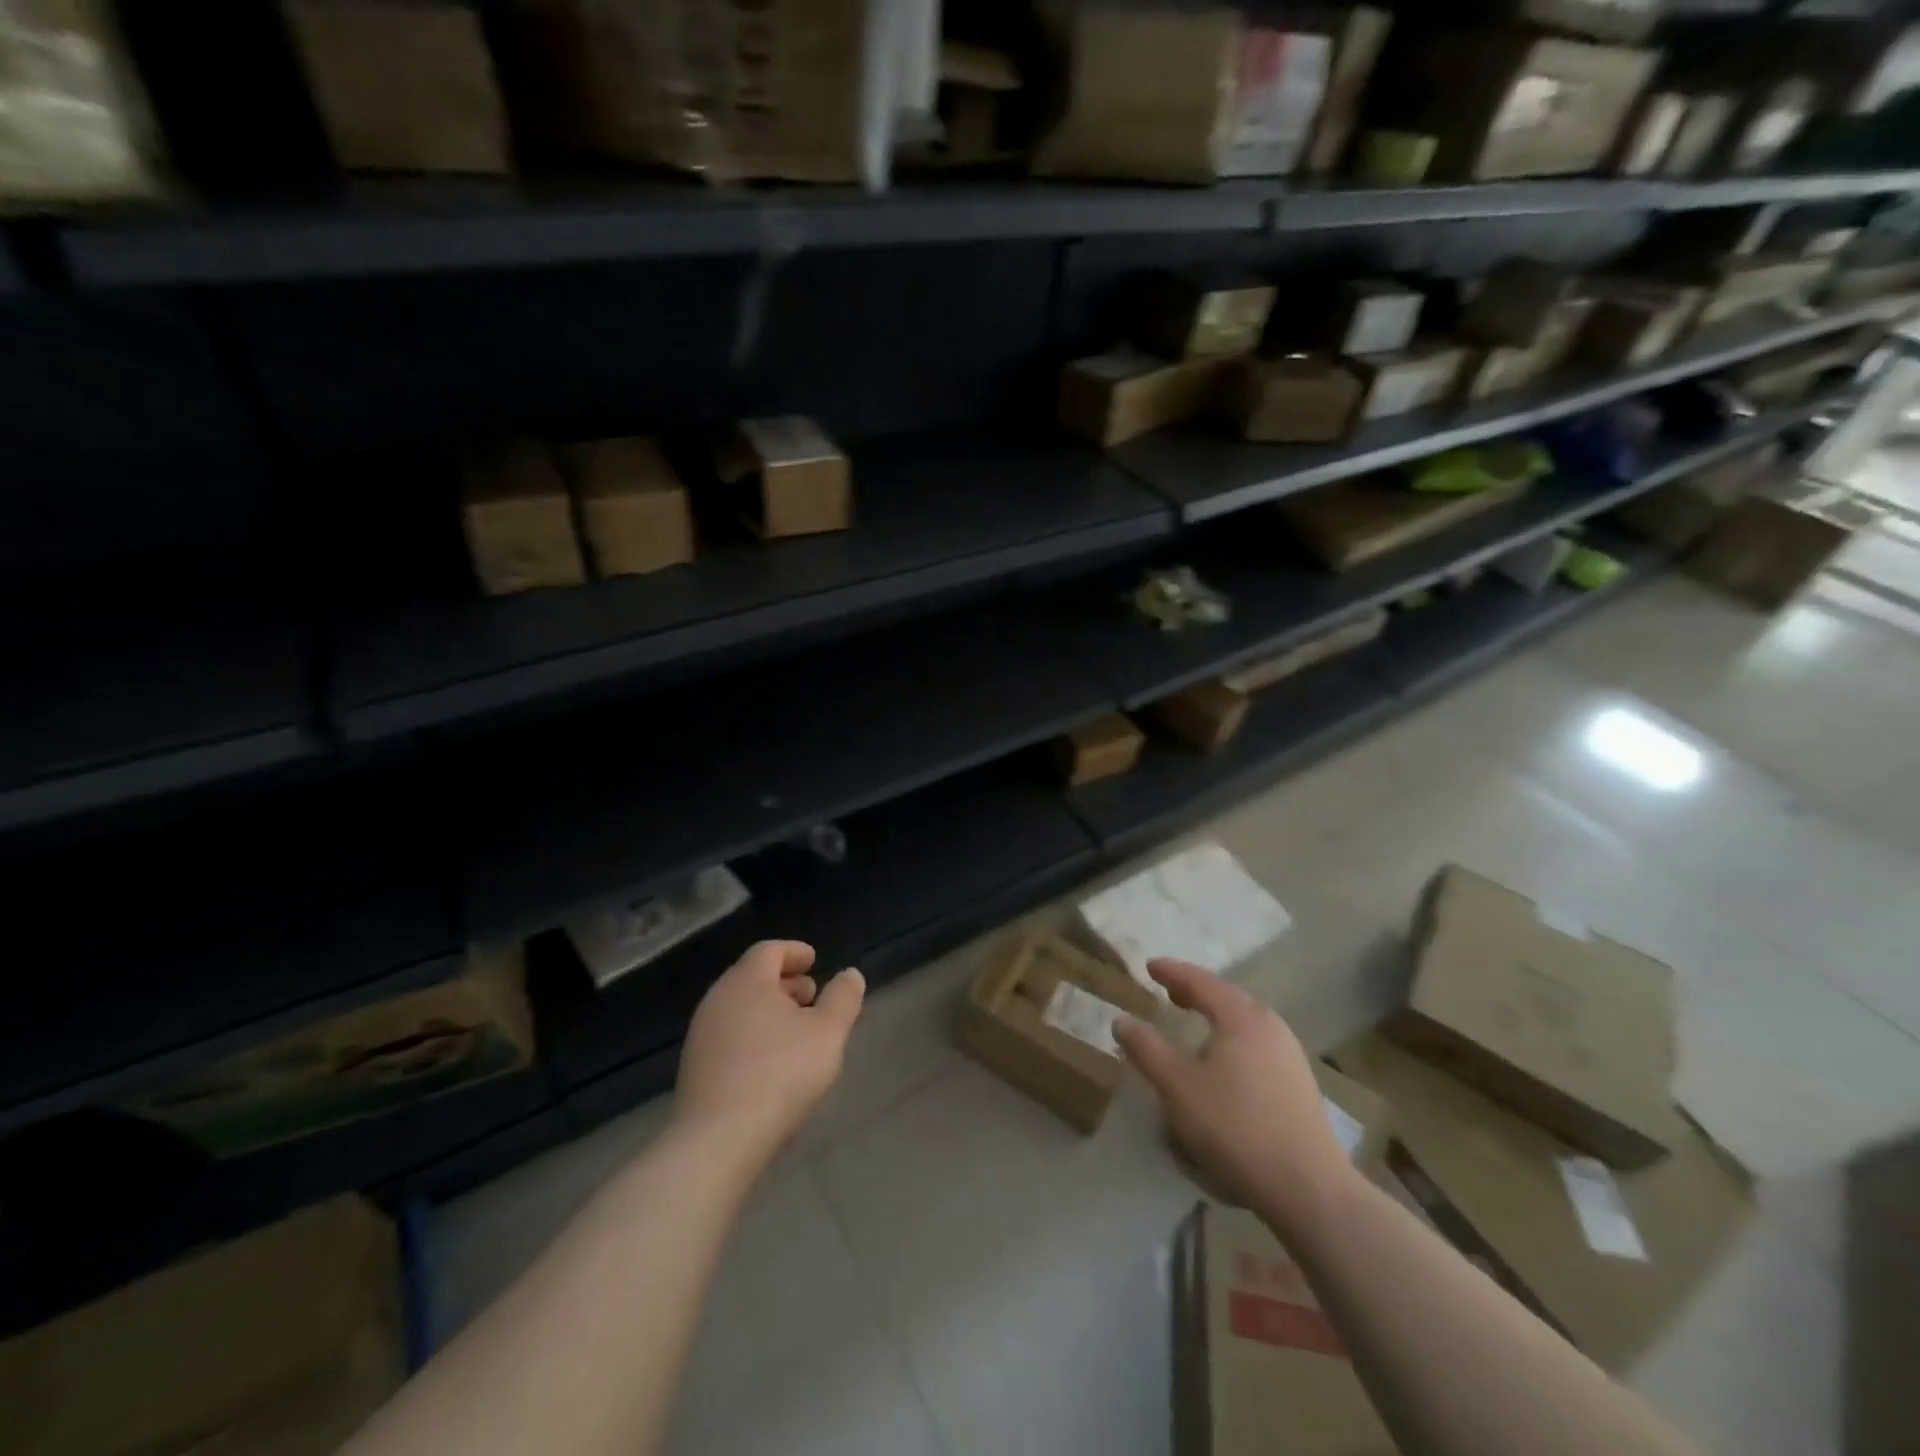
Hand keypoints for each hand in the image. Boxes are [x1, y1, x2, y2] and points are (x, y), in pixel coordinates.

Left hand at [674, 940, 864, 1162]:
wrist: (717, 1140)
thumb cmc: (780, 1074)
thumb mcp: (828, 1033)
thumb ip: (843, 999)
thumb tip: (850, 974)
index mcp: (747, 981)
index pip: (769, 950)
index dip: (794, 951)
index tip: (814, 961)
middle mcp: (718, 999)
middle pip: (752, 976)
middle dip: (784, 981)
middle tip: (811, 996)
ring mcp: (701, 1034)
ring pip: (739, 1007)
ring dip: (769, 1009)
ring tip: (796, 1031)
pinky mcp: (694, 1067)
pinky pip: (729, 1034)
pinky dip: (753, 1033)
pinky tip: (771, 1061)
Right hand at [1115, 958, 1356, 1233]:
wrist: (1308, 1189)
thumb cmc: (1234, 1127)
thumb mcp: (1176, 1086)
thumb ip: (1145, 1049)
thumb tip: (1122, 1021)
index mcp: (1240, 1016)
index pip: (1200, 981)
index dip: (1171, 972)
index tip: (1150, 967)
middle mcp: (1270, 1026)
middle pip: (1226, 998)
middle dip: (1196, 993)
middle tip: (1170, 993)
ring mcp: (1290, 1056)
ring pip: (1244, 1023)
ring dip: (1216, 1020)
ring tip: (1194, 1027)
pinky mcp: (1299, 1085)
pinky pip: (1256, 1047)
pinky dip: (1232, 1043)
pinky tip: (1222, 1067)